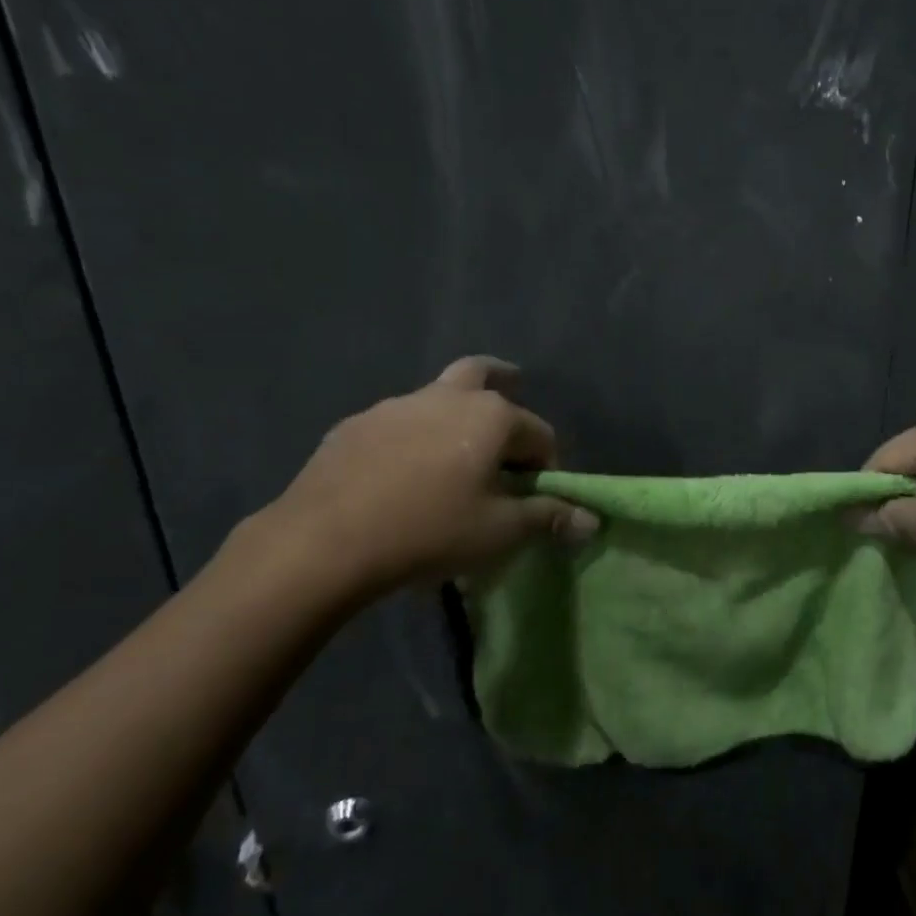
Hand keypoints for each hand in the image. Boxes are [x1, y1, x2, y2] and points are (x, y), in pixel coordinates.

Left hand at [264, 357, 596, 601]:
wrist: (322, 542)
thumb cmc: (429, 531)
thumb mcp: (499, 532)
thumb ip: (548, 518)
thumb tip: (592, 520)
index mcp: (491, 416)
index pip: (539, 433)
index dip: (546, 464)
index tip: (536, 495)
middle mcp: (447, 397)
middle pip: (483, 373)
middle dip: (503, 383)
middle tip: (508, 401)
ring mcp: (395, 406)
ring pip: (437, 398)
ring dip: (453, 416)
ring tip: (449, 459)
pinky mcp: (354, 425)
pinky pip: (396, 423)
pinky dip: (410, 438)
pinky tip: (398, 475)